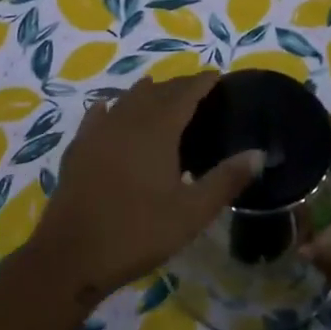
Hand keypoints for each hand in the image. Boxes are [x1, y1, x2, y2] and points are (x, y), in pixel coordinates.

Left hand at [25, 72, 263, 304]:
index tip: (216, 75)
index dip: (201, 82)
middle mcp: (126, 121)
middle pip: (156, 92)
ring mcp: (98, 133)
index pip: (184, 94)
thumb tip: (259, 154)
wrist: (72, 255)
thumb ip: (226, 180)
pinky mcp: (78, 149)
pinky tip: (108, 108)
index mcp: (157, 130)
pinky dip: (110, 107)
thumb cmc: (138, 232)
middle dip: (177, 86)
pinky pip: (97, 116)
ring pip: (125, 100)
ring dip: (146, 93)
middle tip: (195, 88)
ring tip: (159, 92)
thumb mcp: (192, 212)